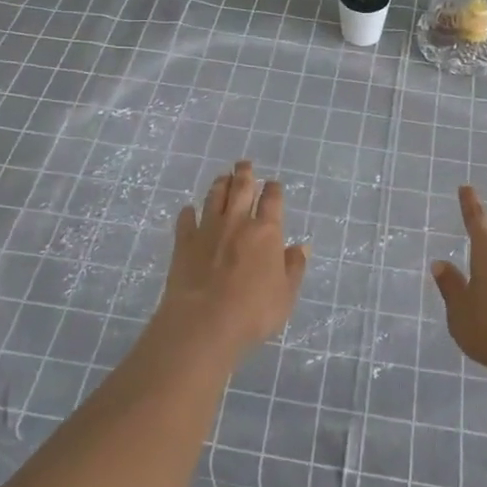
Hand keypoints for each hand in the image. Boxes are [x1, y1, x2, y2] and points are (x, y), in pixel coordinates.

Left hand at [152, 160, 309, 363]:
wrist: (203, 322)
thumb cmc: (253, 311)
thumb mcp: (286, 294)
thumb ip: (294, 268)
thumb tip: (301, 247)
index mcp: (266, 231)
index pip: (272, 200)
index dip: (274, 189)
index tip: (273, 184)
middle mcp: (237, 222)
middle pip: (241, 188)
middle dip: (245, 174)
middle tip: (244, 164)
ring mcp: (208, 229)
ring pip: (214, 197)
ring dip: (219, 184)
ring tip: (222, 177)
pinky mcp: (184, 242)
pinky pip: (186, 219)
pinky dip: (188, 212)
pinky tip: (188, 210)